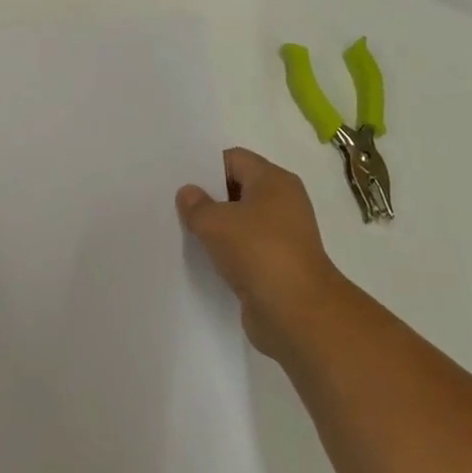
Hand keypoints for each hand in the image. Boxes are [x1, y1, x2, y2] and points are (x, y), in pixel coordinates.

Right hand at [177, 147, 358, 361]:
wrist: (297, 312)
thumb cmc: (259, 252)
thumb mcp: (216, 222)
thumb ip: (196, 205)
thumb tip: (188, 193)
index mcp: (275, 181)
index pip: (235, 159)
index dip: (206, 167)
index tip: (179, 181)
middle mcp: (283, 203)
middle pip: (238, 189)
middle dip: (208, 197)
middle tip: (174, 205)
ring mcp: (282, 237)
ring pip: (240, 222)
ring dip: (216, 229)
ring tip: (183, 232)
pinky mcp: (277, 266)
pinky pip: (245, 250)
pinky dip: (226, 253)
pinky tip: (202, 259)